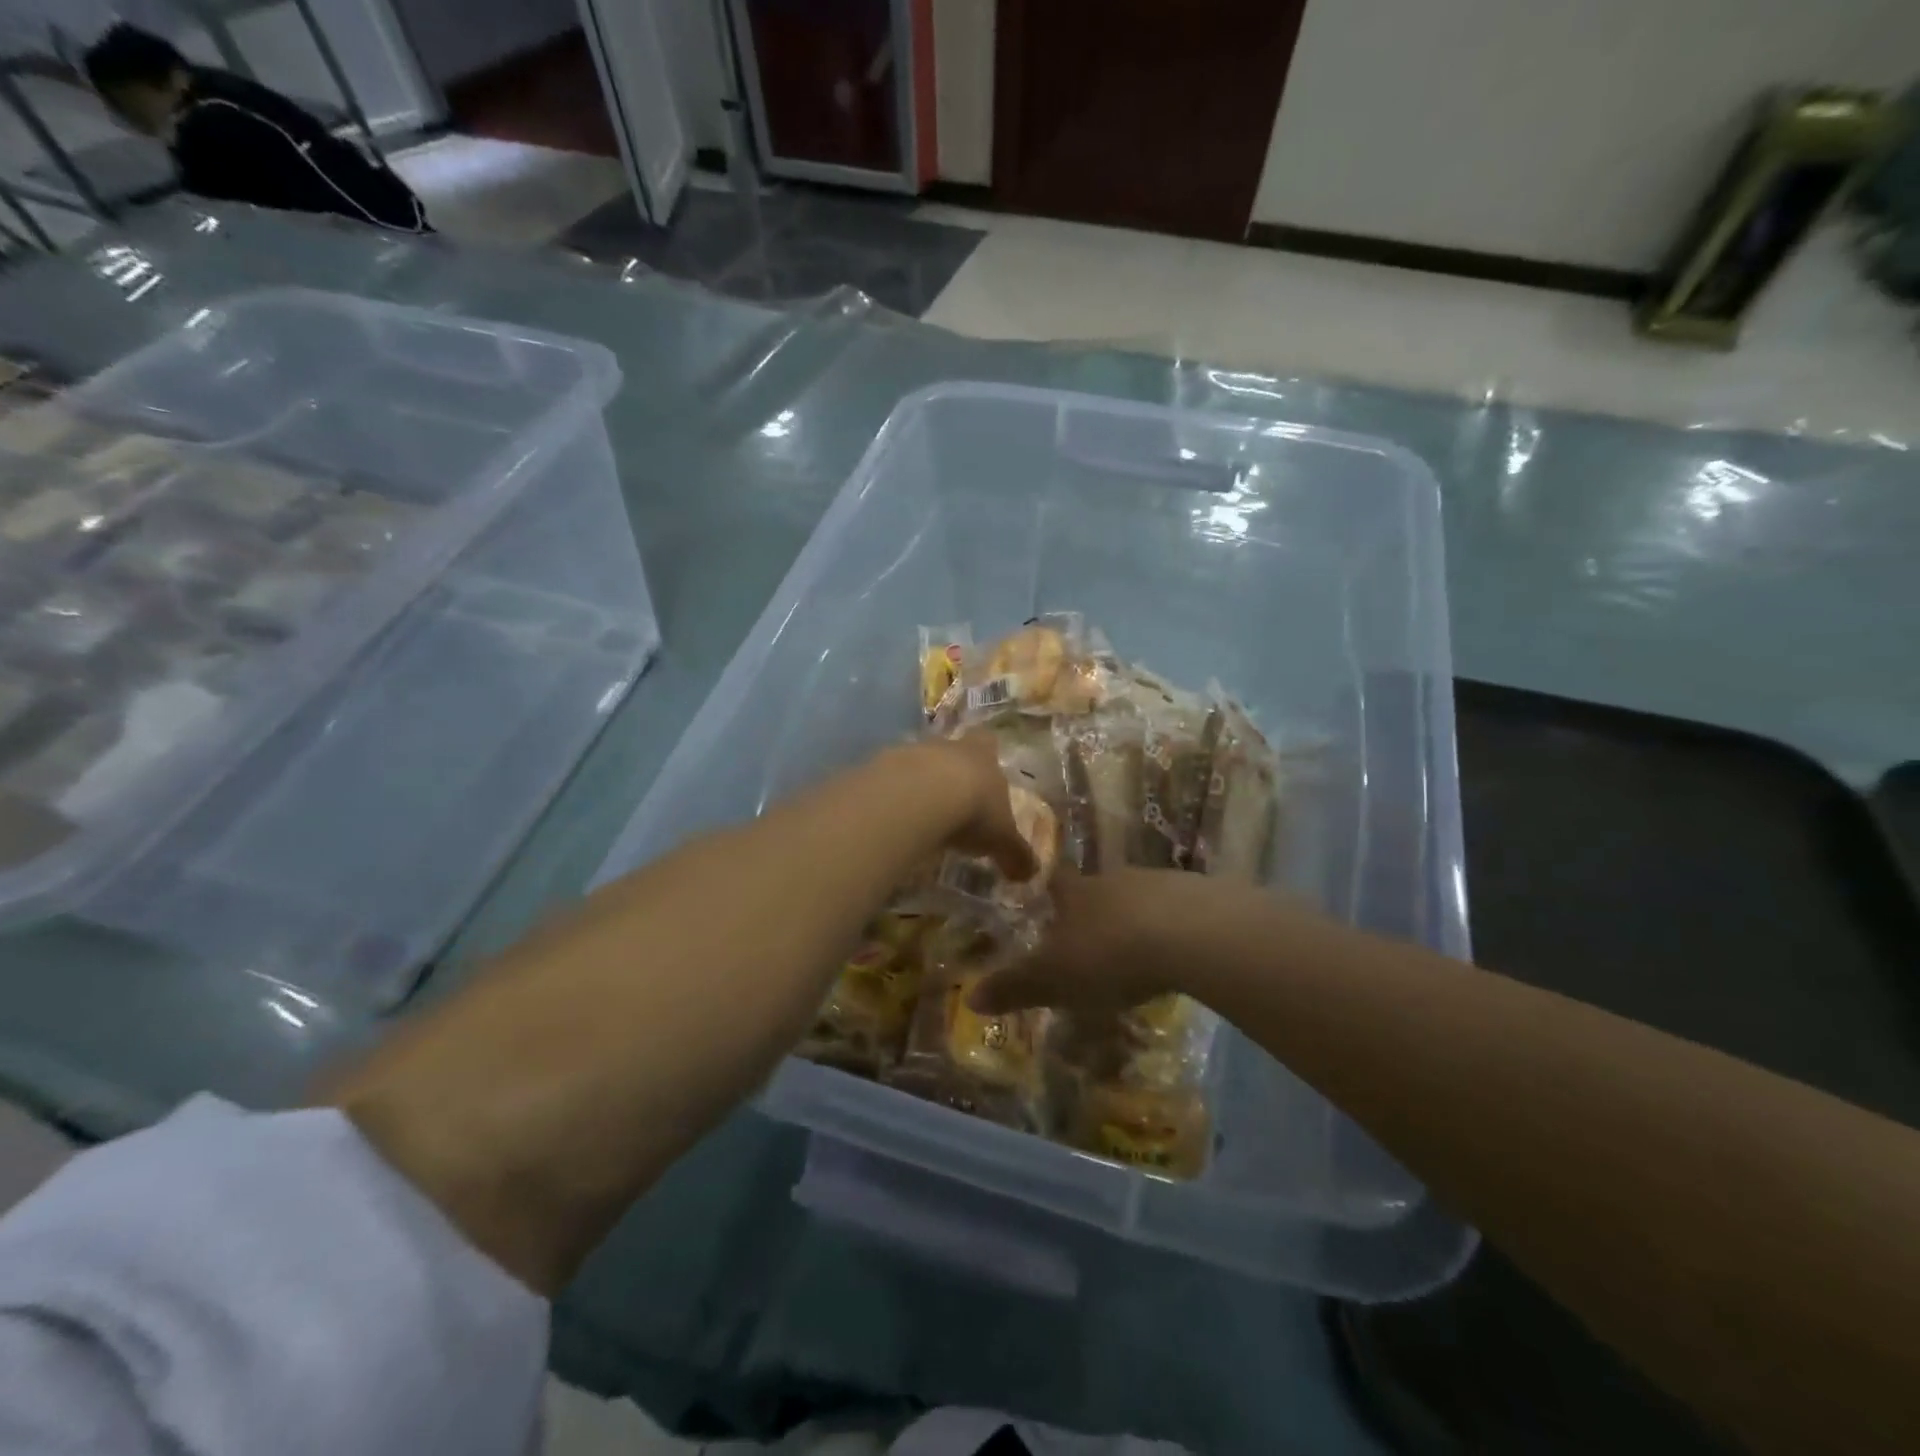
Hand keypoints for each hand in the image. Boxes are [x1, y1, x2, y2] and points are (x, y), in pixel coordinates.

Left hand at [895, 734, 1039, 882]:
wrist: (919, 796)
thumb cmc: (973, 810)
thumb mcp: (1001, 839)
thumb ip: (1015, 854)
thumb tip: (1031, 874)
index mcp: (982, 755)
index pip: (988, 742)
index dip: (987, 753)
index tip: (985, 768)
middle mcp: (947, 746)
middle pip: (950, 750)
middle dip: (951, 771)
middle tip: (952, 799)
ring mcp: (910, 752)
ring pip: (917, 762)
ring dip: (919, 783)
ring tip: (920, 813)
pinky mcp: (879, 766)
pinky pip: (888, 780)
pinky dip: (892, 796)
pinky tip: (894, 818)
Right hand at [968, 867, 1204, 1015]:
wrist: (1189, 934)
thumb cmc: (1109, 954)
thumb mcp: (1054, 979)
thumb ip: (1015, 987)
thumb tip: (970, 997)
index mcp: (1075, 893)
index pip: (1054, 882)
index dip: (1047, 889)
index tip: (1044, 895)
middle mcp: (1112, 880)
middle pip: (1096, 890)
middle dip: (1092, 911)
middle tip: (1090, 940)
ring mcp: (1156, 883)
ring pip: (1135, 899)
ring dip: (1132, 920)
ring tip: (1134, 952)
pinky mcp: (1195, 896)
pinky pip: (1173, 911)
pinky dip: (1168, 928)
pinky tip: (1174, 953)